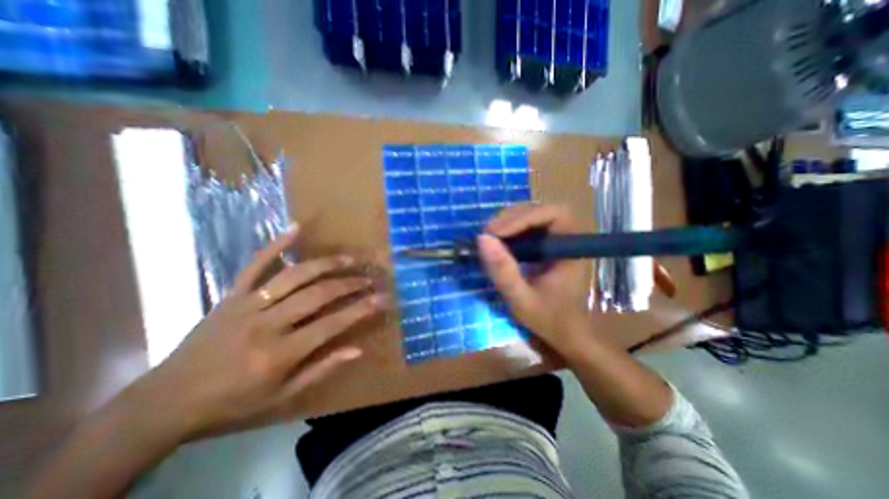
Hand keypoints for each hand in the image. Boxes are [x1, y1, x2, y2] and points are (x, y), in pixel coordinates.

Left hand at [121, 226, 386, 439]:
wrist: (166, 401)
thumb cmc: (233, 402)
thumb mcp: (282, 396)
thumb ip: (322, 369)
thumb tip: (357, 349)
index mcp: (280, 353)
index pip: (332, 324)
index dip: (361, 309)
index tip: (382, 298)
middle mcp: (267, 324)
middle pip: (318, 295)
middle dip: (349, 284)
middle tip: (369, 278)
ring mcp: (247, 304)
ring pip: (295, 276)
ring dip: (326, 264)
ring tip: (349, 259)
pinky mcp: (231, 294)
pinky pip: (255, 264)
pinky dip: (276, 244)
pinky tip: (296, 227)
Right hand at [475, 204, 591, 356]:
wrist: (563, 332)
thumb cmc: (548, 319)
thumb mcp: (521, 299)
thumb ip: (503, 271)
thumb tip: (482, 239)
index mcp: (571, 248)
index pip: (554, 214)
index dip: (524, 217)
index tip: (496, 233)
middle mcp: (566, 237)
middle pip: (540, 210)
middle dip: (511, 218)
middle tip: (487, 234)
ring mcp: (555, 239)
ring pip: (531, 215)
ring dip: (507, 222)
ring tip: (488, 237)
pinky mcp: (545, 245)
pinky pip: (526, 227)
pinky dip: (509, 231)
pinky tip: (497, 242)